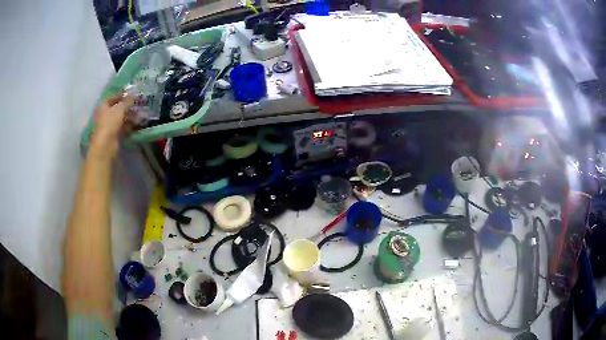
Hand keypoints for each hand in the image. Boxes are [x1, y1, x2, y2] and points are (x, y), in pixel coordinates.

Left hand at [89, 94, 133, 158]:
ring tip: (138, 116)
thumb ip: (126, 101)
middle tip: (136, 106)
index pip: (111, 98)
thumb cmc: (110, 123)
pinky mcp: (112, 135)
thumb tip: (132, 95)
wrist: (105, 145)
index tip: (129, 95)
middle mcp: (104, 115)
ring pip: (119, 119)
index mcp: (103, 107)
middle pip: (116, 109)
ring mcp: (108, 126)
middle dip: (126, 107)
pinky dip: (127, 126)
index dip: (120, 95)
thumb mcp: (120, 109)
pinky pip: (121, 128)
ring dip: (128, 117)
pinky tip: (134, 125)